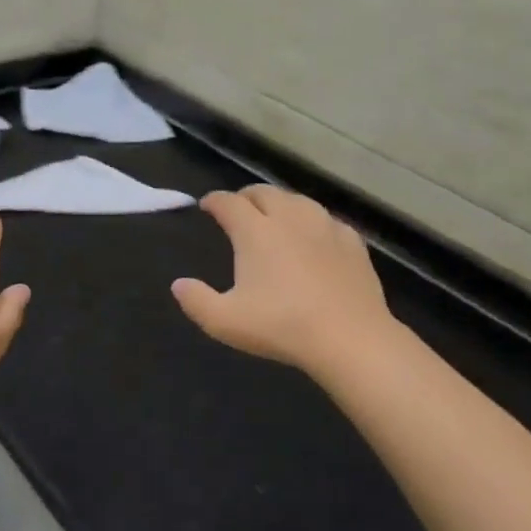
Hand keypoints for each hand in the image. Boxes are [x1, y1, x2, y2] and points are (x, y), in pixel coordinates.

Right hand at [172, 185, 395, 374]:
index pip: (229, 203)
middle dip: (245, 196)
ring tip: (274, 216)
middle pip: (263, 192)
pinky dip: (312, 221)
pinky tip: (314, 235)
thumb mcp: (225, 322)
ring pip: (297, 200)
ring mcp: (324, 226)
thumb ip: (196, 301)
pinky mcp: (352, 241)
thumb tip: (178, 284)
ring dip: (280, 203)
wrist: (349, 338)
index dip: (214, 201)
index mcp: (255, 231)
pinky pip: (327, 220)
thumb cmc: (282, 327)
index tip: (206, 205)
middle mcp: (289, 218)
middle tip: (237, 208)